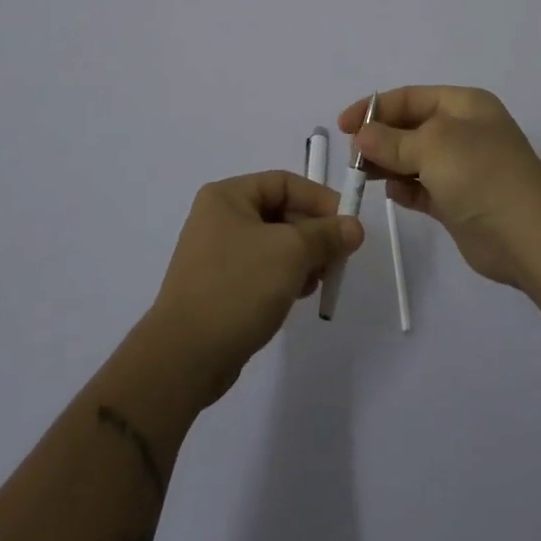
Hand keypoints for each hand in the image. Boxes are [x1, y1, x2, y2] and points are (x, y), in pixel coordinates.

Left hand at [146, 171, 365, 404]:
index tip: (348, 225)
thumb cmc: (238, 287)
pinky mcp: (221, 285)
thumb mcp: (290, 253)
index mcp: (227, 196)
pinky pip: (262, 269)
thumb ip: (326, 235)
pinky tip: (299, 295)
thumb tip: (355, 227)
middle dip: (313, 234)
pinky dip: (285, 277)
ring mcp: (218, 253)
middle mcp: (220, 217)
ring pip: (275, 244)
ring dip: (303, 258)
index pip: (285, 183)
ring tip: (319, 281)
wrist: (185, 357)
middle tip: (338, 258)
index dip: (320, 200)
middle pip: (281, 212)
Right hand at [338, 87, 540, 291]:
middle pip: (410, 127)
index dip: (375, 108)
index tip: (343, 126)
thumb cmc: (481, 174)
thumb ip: (391, 140)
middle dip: (380, 138)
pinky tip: (393, 194)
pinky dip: (405, 189)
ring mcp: (463, 168)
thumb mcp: (432, 146)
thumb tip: (361, 136)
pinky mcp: (459, 202)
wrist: (529, 237)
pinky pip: (422, 188)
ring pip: (413, 158)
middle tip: (353, 157)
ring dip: (388, 165)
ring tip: (364, 175)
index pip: (410, 97)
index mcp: (464, 105)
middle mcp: (464, 131)